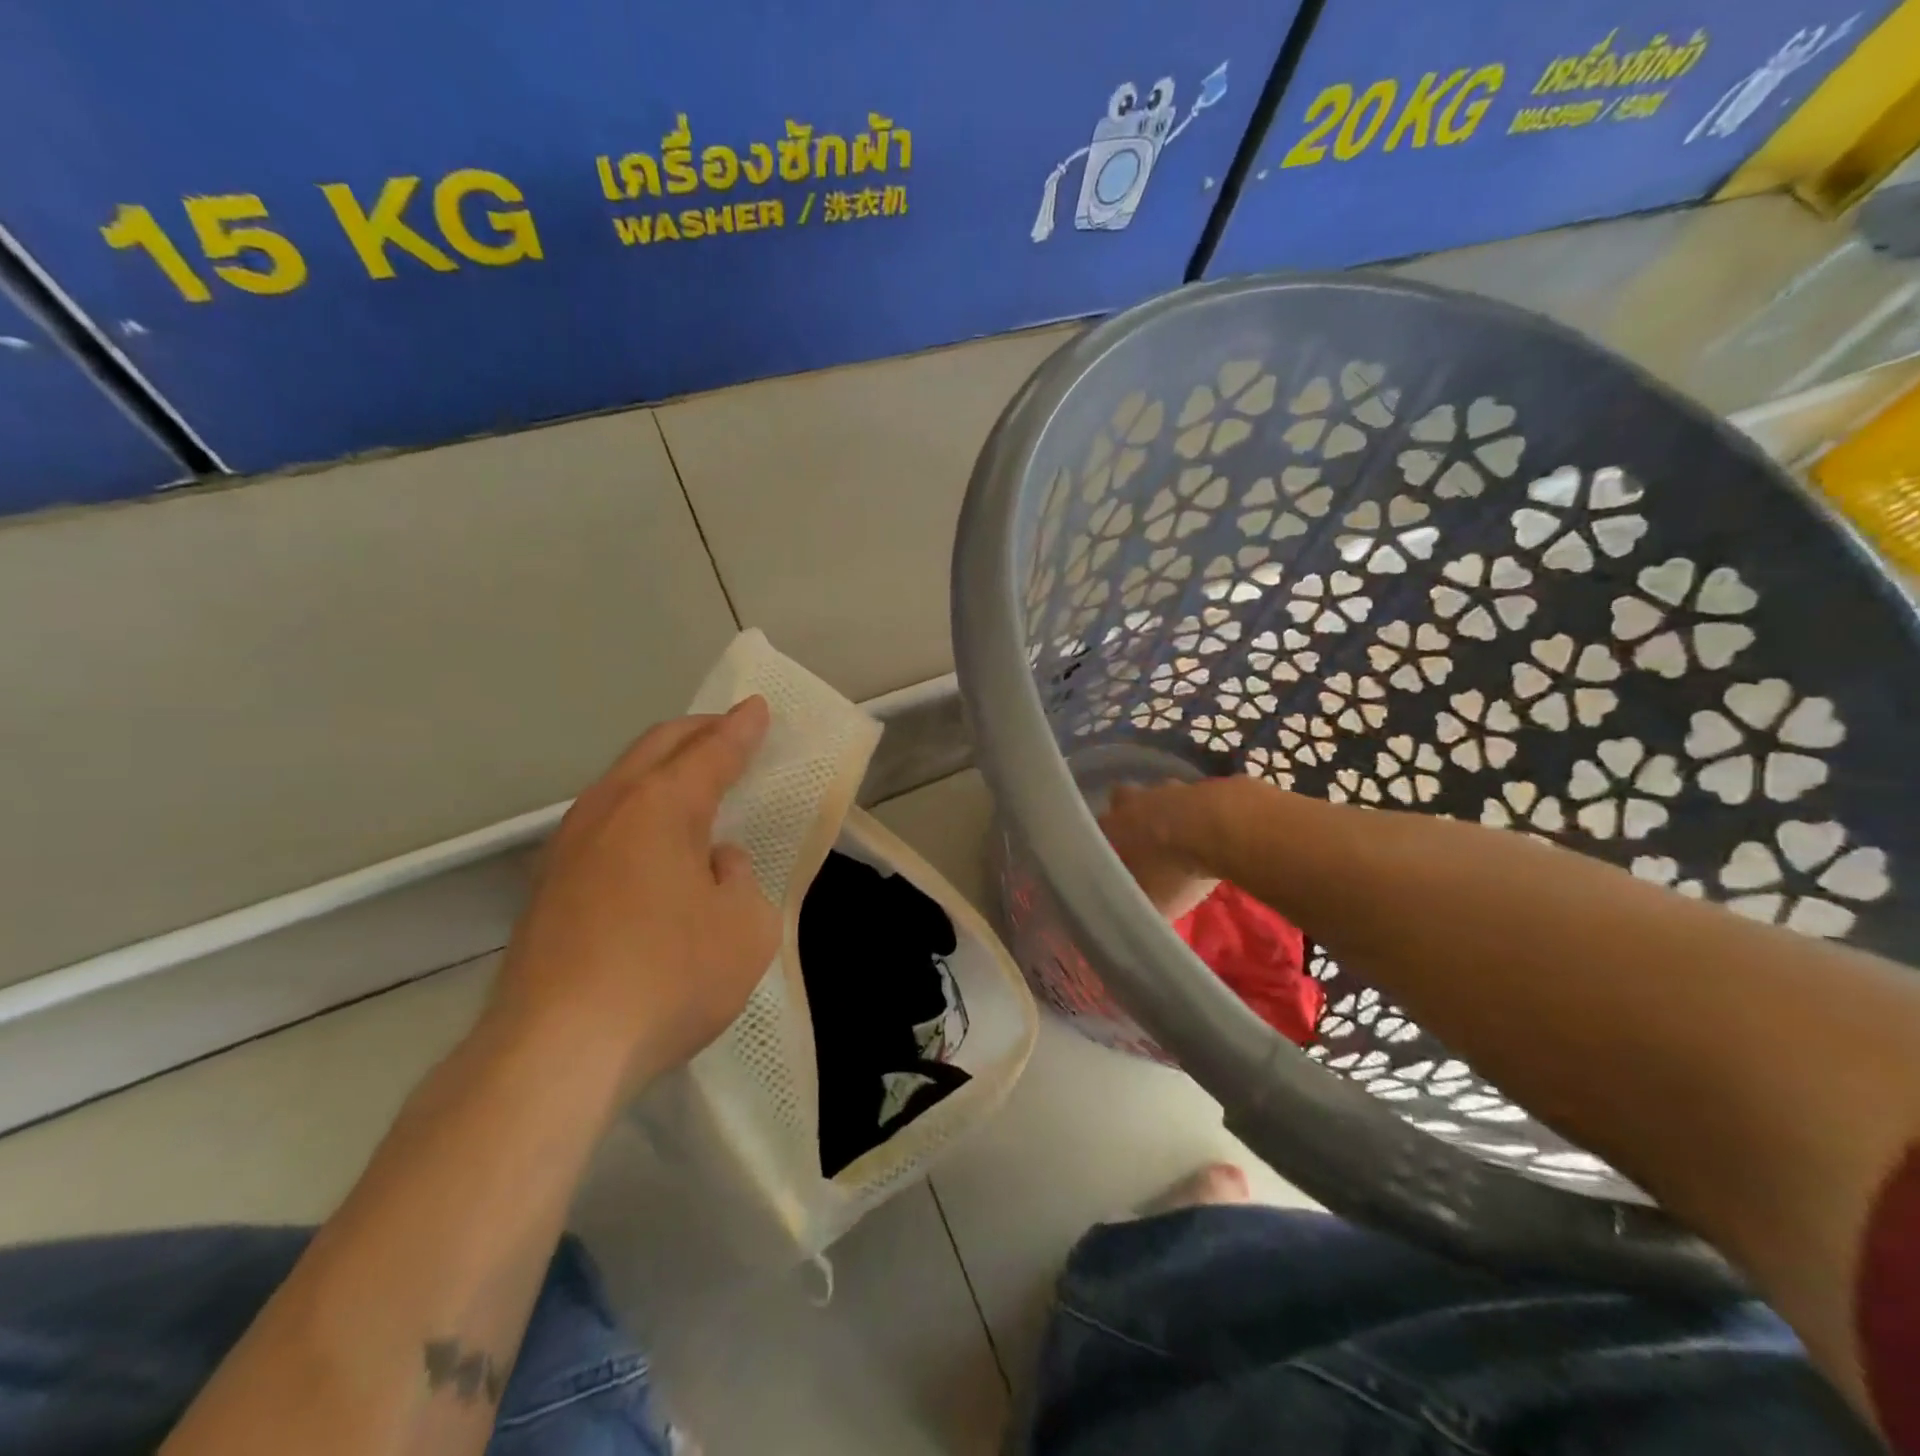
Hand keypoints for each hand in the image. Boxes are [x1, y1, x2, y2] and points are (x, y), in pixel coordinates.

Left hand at [486, 699, 780, 1094]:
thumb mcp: (745, 928)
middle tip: (727, 731)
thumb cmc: (668, 978)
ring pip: (620, 783)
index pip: (711, 752)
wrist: (554, 1051)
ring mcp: (567, 848)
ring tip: (691, 782)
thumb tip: (712, 862)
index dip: (741, 729)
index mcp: (661, 807)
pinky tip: (649, 844)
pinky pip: (602, 824)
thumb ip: (739, 879)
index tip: (758, 708)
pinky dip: (636, 811)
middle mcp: (607, 810)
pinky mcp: (546, 888)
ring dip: (660, 771)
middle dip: (696, 733)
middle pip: (655, 749)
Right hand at [1099, 780, 1222, 921]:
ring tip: (1181, 838)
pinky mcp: (1207, 784)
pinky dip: (1200, 812)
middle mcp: (1137, 800)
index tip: (1109, 857)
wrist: (1226, 828)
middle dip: (1129, 814)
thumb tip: (1128, 925)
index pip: (1095, 827)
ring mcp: (1173, 788)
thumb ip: (1136, 910)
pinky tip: (1211, 831)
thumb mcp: (1152, 902)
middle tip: (1141, 839)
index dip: (1101, 841)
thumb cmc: (1176, 868)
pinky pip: (1196, 798)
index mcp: (1115, 825)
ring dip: (1167, 812)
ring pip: (1160, 795)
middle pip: (1123, 799)